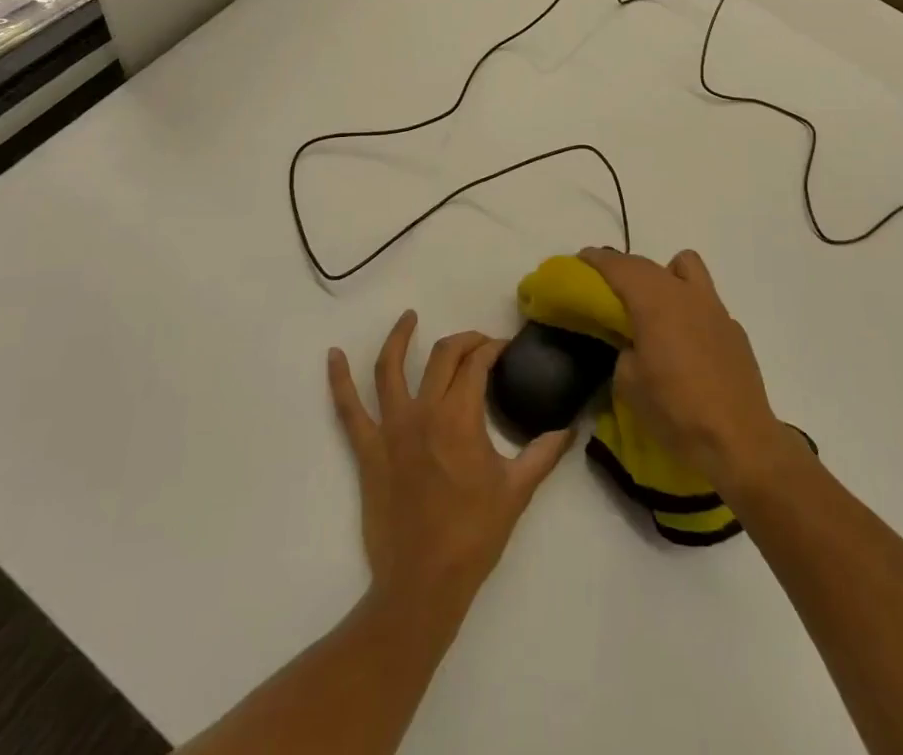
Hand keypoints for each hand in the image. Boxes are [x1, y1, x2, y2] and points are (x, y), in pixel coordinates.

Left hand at [329, 311, 572, 626]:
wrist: (423, 584)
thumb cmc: (473, 536)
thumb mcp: (516, 492)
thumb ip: (543, 454)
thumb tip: (569, 429)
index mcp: (460, 417)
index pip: (477, 364)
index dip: (492, 349)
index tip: (504, 349)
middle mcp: (424, 411)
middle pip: (442, 356)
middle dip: (463, 341)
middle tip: (478, 343)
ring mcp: (391, 428)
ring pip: (390, 368)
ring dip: (399, 338)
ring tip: (408, 317)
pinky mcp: (368, 450)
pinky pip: (348, 409)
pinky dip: (338, 380)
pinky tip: (333, 356)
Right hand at [581, 247, 793, 494]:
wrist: (739, 443)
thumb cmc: (676, 411)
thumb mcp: (628, 383)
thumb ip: (624, 350)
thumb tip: (632, 344)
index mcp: (655, 302)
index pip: (621, 267)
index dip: (598, 259)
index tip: (582, 258)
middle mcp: (686, 295)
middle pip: (650, 265)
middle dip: (626, 268)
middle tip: (609, 284)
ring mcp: (715, 310)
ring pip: (687, 267)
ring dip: (665, 275)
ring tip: (654, 304)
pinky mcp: (734, 331)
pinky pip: (705, 302)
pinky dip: (688, 307)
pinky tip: (685, 340)